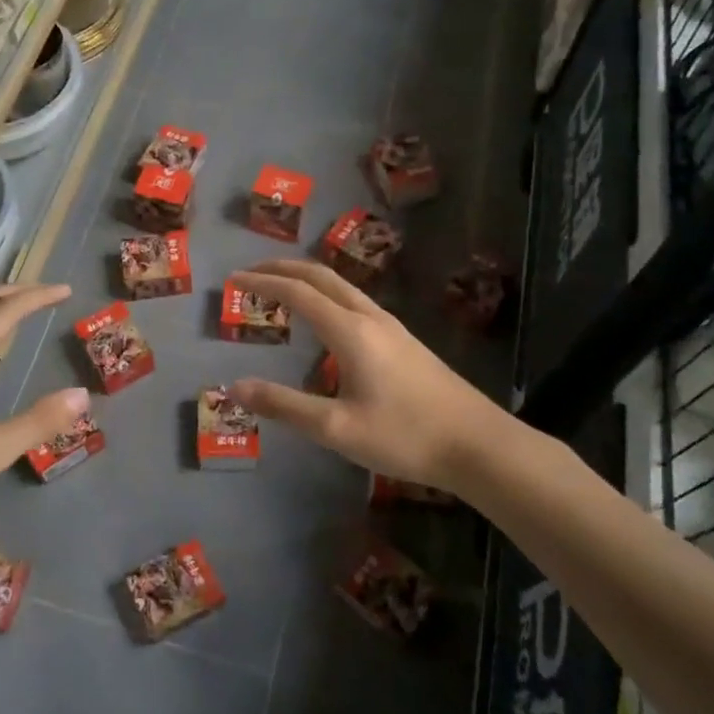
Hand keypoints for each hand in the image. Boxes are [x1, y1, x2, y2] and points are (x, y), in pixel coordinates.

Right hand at [226, 260, 512, 495]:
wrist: (479, 445)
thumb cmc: (404, 436)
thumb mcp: (336, 428)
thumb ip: (284, 406)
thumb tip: (235, 387)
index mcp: (351, 332)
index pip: (298, 293)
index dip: (263, 282)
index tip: (234, 279)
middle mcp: (371, 319)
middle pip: (323, 277)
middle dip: (285, 268)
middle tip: (253, 271)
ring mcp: (393, 328)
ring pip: (343, 288)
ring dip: (309, 280)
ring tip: (283, 288)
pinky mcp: (405, 342)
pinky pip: (357, 303)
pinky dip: (328, 296)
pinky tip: (327, 320)